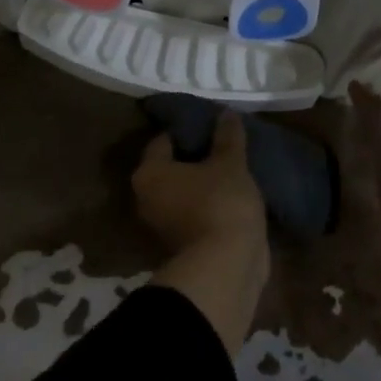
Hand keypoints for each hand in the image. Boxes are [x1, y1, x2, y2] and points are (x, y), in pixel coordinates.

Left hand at [131, 111, 266, 257]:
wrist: (227, 267)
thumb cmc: (221, 203)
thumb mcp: (230, 163)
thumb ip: (227, 137)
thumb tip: (226, 113)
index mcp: (150, 173)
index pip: (164, 139)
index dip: (188, 128)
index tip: (211, 123)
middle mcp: (147, 198)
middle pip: (171, 167)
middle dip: (196, 156)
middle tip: (223, 143)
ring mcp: (163, 225)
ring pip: (184, 191)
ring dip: (204, 182)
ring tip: (232, 167)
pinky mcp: (182, 244)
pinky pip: (195, 212)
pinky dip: (209, 203)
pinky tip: (233, 193)